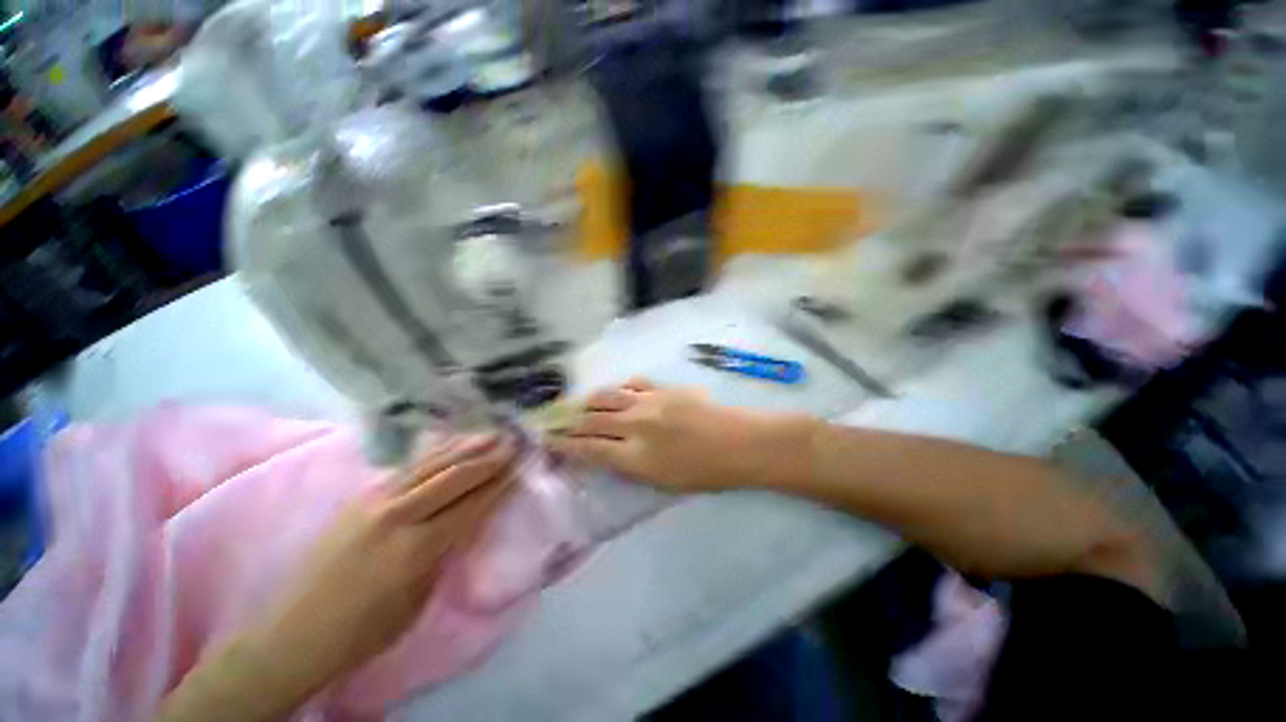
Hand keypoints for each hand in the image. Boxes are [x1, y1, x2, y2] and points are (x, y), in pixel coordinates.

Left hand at [159, 433, 517, 721]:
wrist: (296, 633)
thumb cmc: (367, 629)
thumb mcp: (420, 597)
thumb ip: (447, 550)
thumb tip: (472, 518)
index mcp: (417, 548)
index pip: (472, 504)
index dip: (500, 482)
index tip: (521, 464)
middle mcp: (398, 516)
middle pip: (454, 476)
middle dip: (488, 457)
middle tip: (514, 441)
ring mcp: (375, 501)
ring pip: (431, 465)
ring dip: (465, 447)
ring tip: (490, 433)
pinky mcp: (361, 497)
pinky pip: (408, 467)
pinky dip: (435, 453)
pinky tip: (450, 443)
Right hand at [547, 380, 780, 491]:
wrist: (738, 443)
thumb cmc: (705, 473)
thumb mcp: (662, 482)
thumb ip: (631, 466)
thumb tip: (610, 453)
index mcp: (635, 457)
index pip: (590, 450)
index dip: (567, 446)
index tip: (551, 441)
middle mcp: (636, 426)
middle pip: (593, 420)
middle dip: (571, 422)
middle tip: (557, 421)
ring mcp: (649, 402)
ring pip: (608, 396)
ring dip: (590, 401)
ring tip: (582, 404)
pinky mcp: (663, 388)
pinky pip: (633, 383)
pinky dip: (620, 388)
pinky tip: (618, 392)